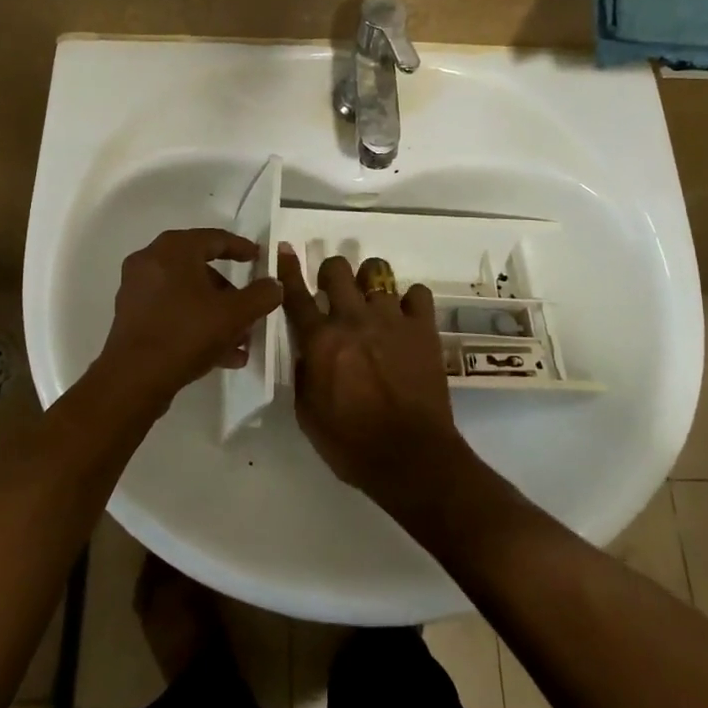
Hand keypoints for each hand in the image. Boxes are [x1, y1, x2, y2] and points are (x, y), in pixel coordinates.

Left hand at [98, 229, 283, 410]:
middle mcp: (151, 261)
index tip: (260, 259)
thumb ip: (261, 295)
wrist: (133, 379)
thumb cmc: (186, 333)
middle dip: (230, 292)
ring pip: (187, 294)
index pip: (215, 238)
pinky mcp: (131, 316)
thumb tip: (275, 285)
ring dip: (216, 313)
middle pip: (200, 268)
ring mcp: (137, 289)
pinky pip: (172, 311)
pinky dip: (196, 324)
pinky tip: (222, 354)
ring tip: (241, 340)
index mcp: (173, 249)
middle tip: (250, 307)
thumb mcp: (234, 314)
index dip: (242, 248)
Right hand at [278, 246, 473, 510]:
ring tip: (373, 298)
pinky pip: (418, 293)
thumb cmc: (352, 444)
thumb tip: (308, 350)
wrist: (412, 457)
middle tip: (335, 290)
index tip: (285, 249)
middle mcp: (353, 319)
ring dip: (370, 281)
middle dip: (332, 272)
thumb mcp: (308, 414)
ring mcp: (391, 318)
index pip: (296, 294)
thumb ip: (304, 373)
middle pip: (337, 269)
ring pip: (378, 271)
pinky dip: (410, 301)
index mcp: (321, 340)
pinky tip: (407, 317)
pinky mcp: (423, 327)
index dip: (287, 269)